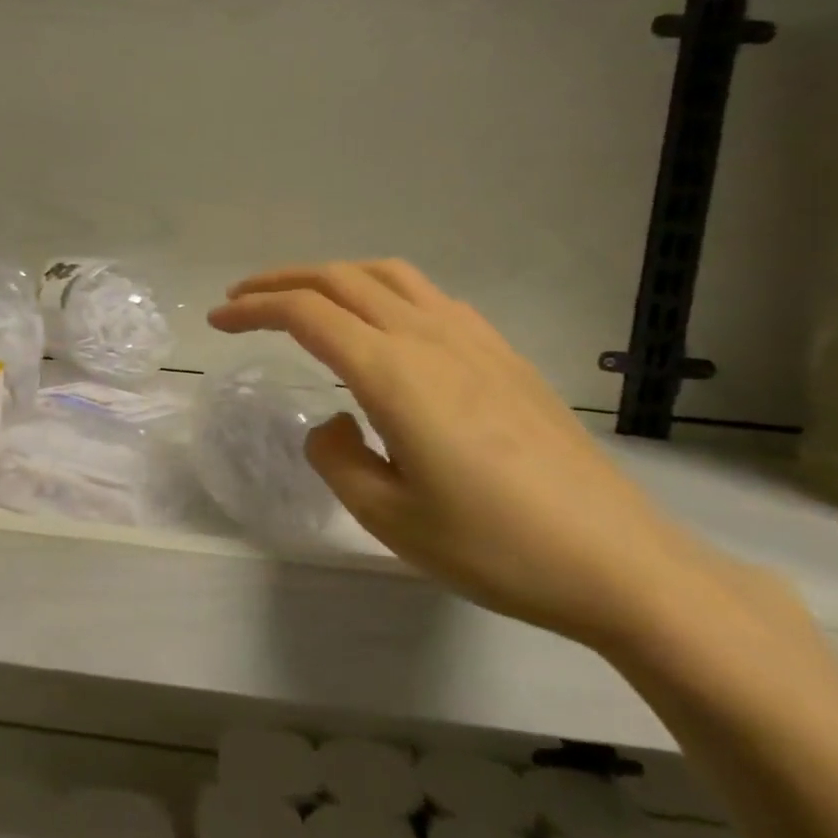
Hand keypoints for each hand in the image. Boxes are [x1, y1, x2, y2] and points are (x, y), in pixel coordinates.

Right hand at [210, 260, 730, 650]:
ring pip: (388, 276)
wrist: (619, 561)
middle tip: (242, 300)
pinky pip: (428, 296)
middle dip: (282, 281)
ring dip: (333, 276)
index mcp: (393, 373)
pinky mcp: (503, 354)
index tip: (218, 321)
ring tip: (304, 298)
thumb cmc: (494, 546)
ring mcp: (473, 339)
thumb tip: (335, 423)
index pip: (306, 315)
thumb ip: (337, 458)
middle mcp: (429, 338)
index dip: (253, 310)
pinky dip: (381, 290)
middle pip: (340, 279)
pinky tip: (381, 324)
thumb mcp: (388, 517)